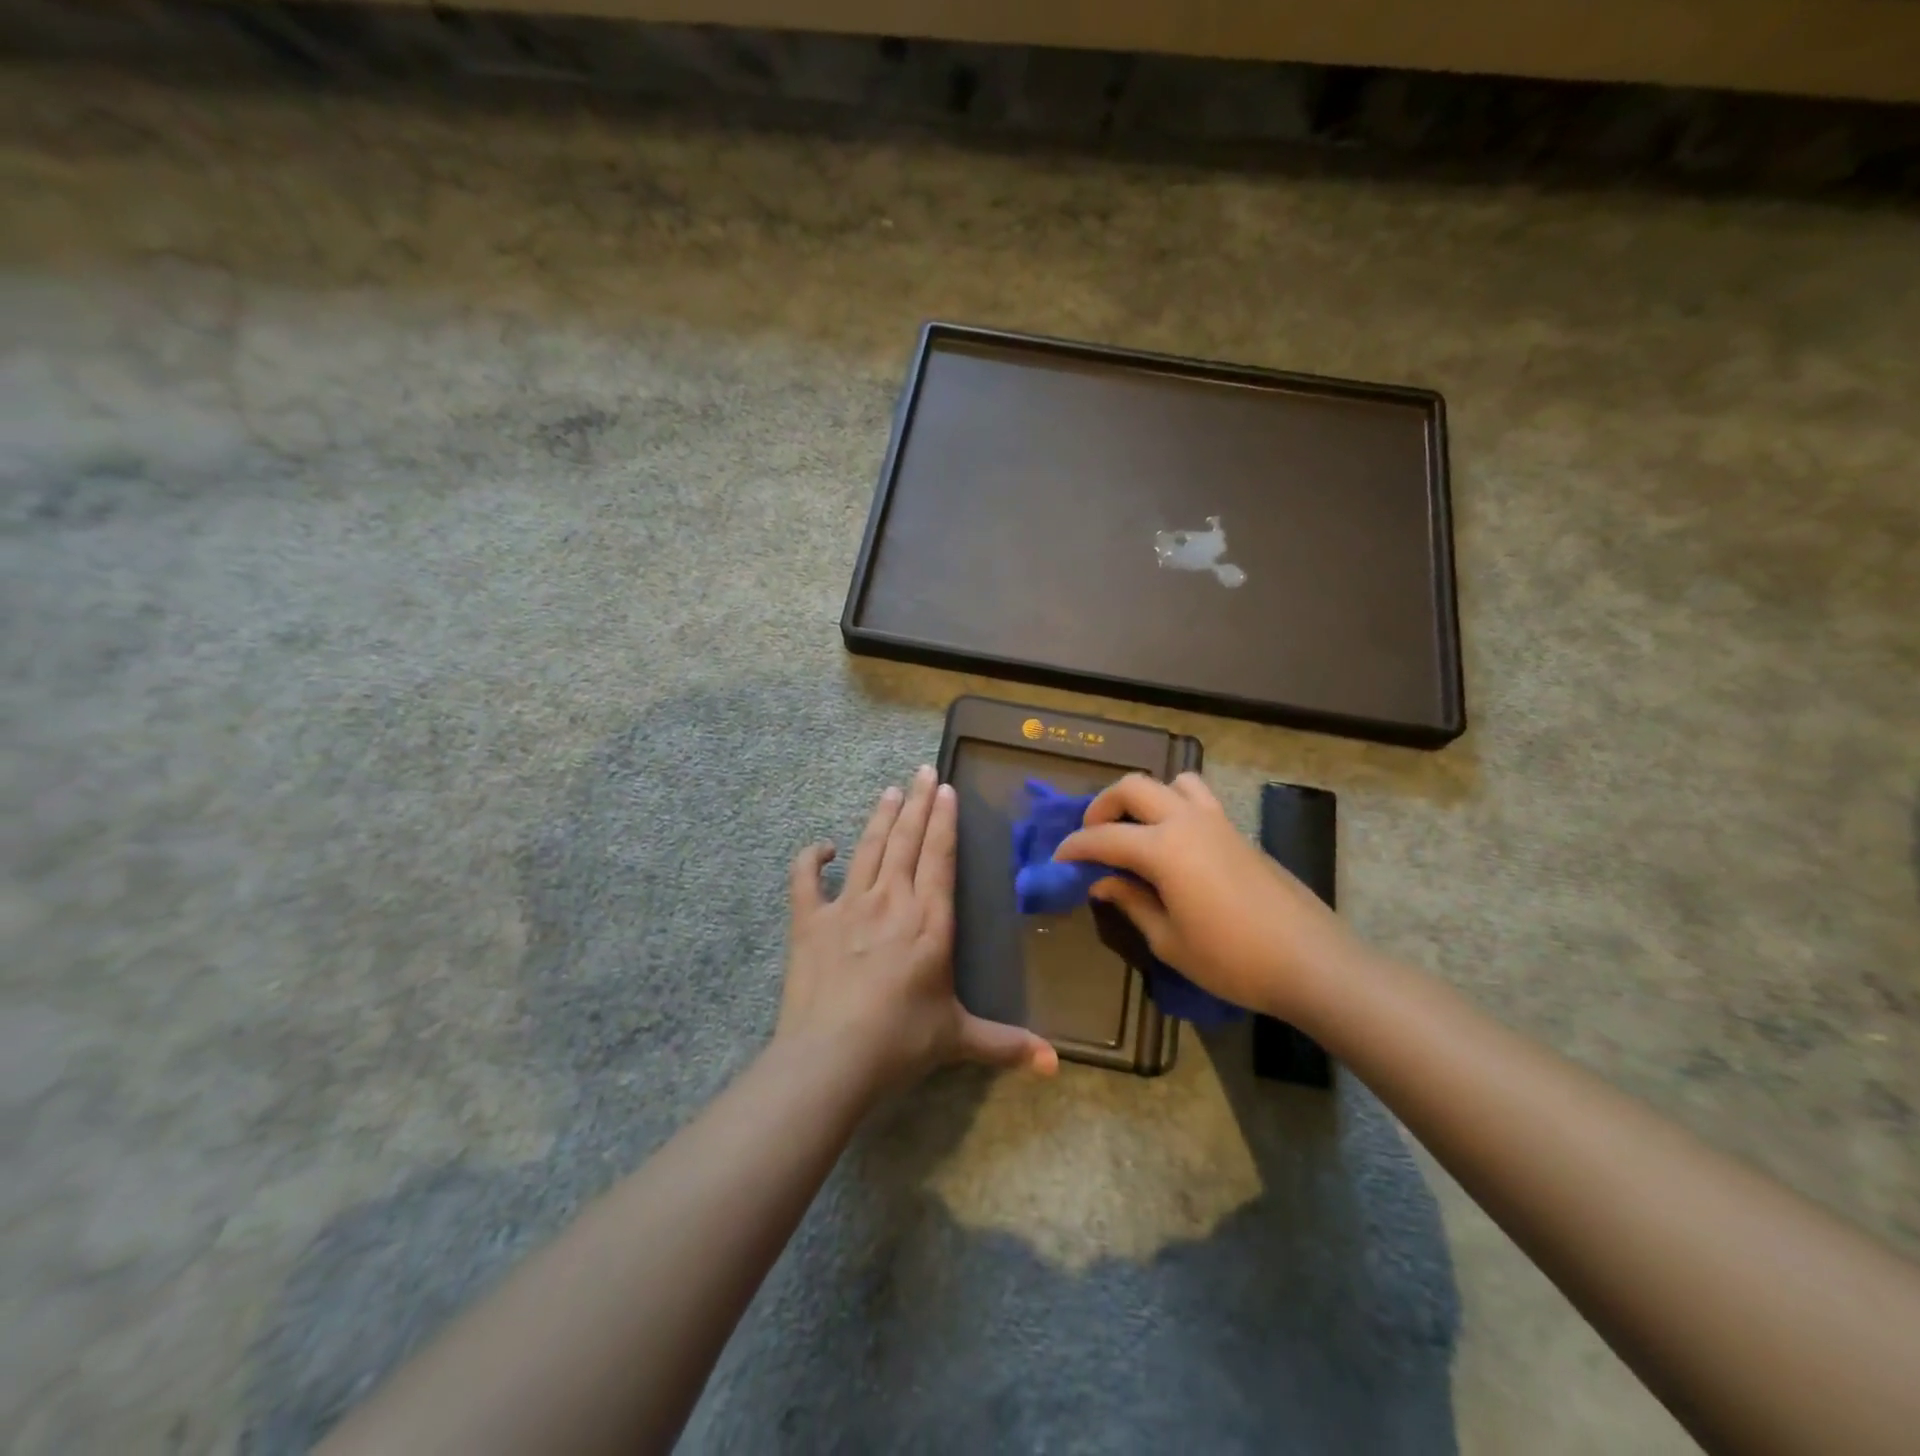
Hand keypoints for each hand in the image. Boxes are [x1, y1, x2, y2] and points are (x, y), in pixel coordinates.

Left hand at [779, 766, 1059, 1087]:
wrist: (830, 1058)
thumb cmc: (901, 1042)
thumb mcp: (959, 1039)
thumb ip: (1007, 1044)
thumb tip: (1056, 1065)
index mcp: (930, 921)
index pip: (939, 856)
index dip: (943, 820)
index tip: (945, 788)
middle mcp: (892, 901)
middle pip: (907, 840)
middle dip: (917, 802)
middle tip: (923, 770)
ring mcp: (848, 906)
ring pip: (868, 848)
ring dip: (880, 817)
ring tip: (889, 790)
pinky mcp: (810, 921)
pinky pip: (806, 879)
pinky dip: (811, 859)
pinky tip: (822, 848)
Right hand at [1055, 773, 1362, 1023]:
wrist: (1311, 961)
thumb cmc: (1233, 959)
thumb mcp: (1169, 940)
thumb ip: (1131, 903)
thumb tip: (1102, 882)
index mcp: (1164, 849)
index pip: (1104, 837)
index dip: (1075, 846)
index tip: (1058, 859)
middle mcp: (1187, 822)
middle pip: (1134, 787)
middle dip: (1103, 805)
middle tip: (1093, 836)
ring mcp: (1218, 822)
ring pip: (1172, 782)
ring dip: (1146, 797)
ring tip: (1137, 829)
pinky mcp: (1239, 832)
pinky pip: (1199, 799)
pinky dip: (1175, 806)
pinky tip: (1175, 845)